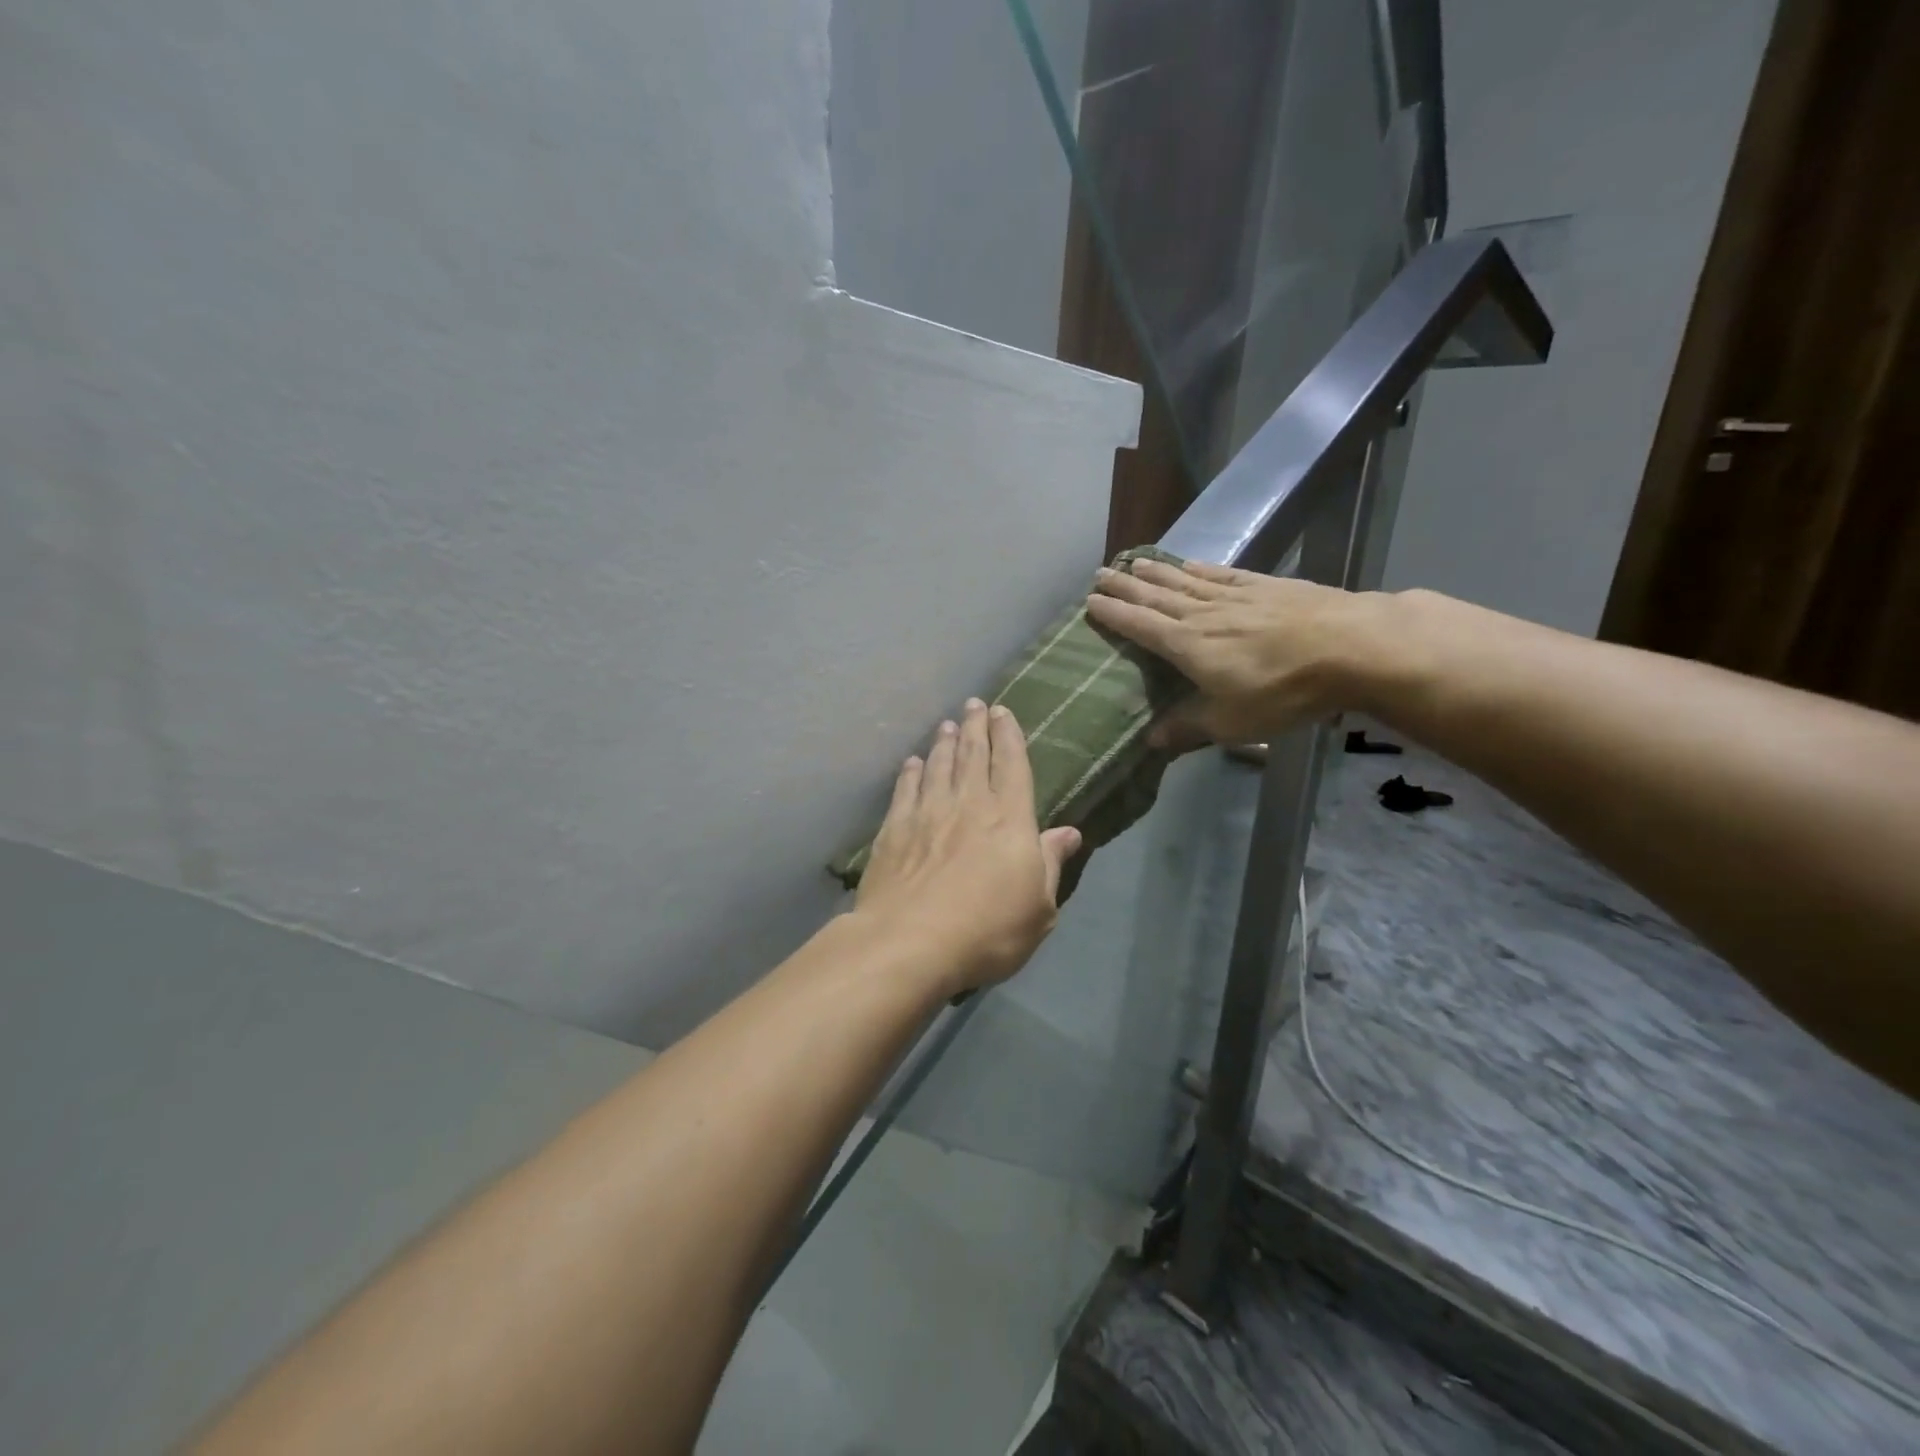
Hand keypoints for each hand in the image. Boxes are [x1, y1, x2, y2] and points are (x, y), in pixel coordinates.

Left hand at [854, 699, 1082, 994]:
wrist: (910, 943)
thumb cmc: (987, 931)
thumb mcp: (1038, 908)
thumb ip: (1050, 864)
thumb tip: (1069, 832)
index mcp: (1009, 819)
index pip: (1012, 765)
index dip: (1009, 736)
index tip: (1003, 711)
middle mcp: (968, 804)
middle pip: (973, 755)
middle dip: (976, 726)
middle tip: (974, 704)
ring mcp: (927, 814)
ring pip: (938, 766)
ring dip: (944, 743)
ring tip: (946, 725)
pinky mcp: (893, 830)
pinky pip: (905, 790)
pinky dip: (910, 773)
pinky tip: (912, 763)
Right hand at [1086, 558, 1384, 750]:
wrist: (1350, 647)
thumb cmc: (1282, 691)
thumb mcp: (1231, 722)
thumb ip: (1187, 727)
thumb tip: (1149, 740)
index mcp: (1188, 646)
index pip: (1140, 626)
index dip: (1114, 614)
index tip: (1090, 602)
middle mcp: (1203, 614)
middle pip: (1155, 596)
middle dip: (1126, 586)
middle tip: (1101, 573)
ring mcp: (1235, 596)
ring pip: (1184, 581)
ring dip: (1156, 573)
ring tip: (1134, 563)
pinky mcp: (1266, 586)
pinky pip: (1222, 574)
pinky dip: (1200, 568)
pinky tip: (1191, 564)